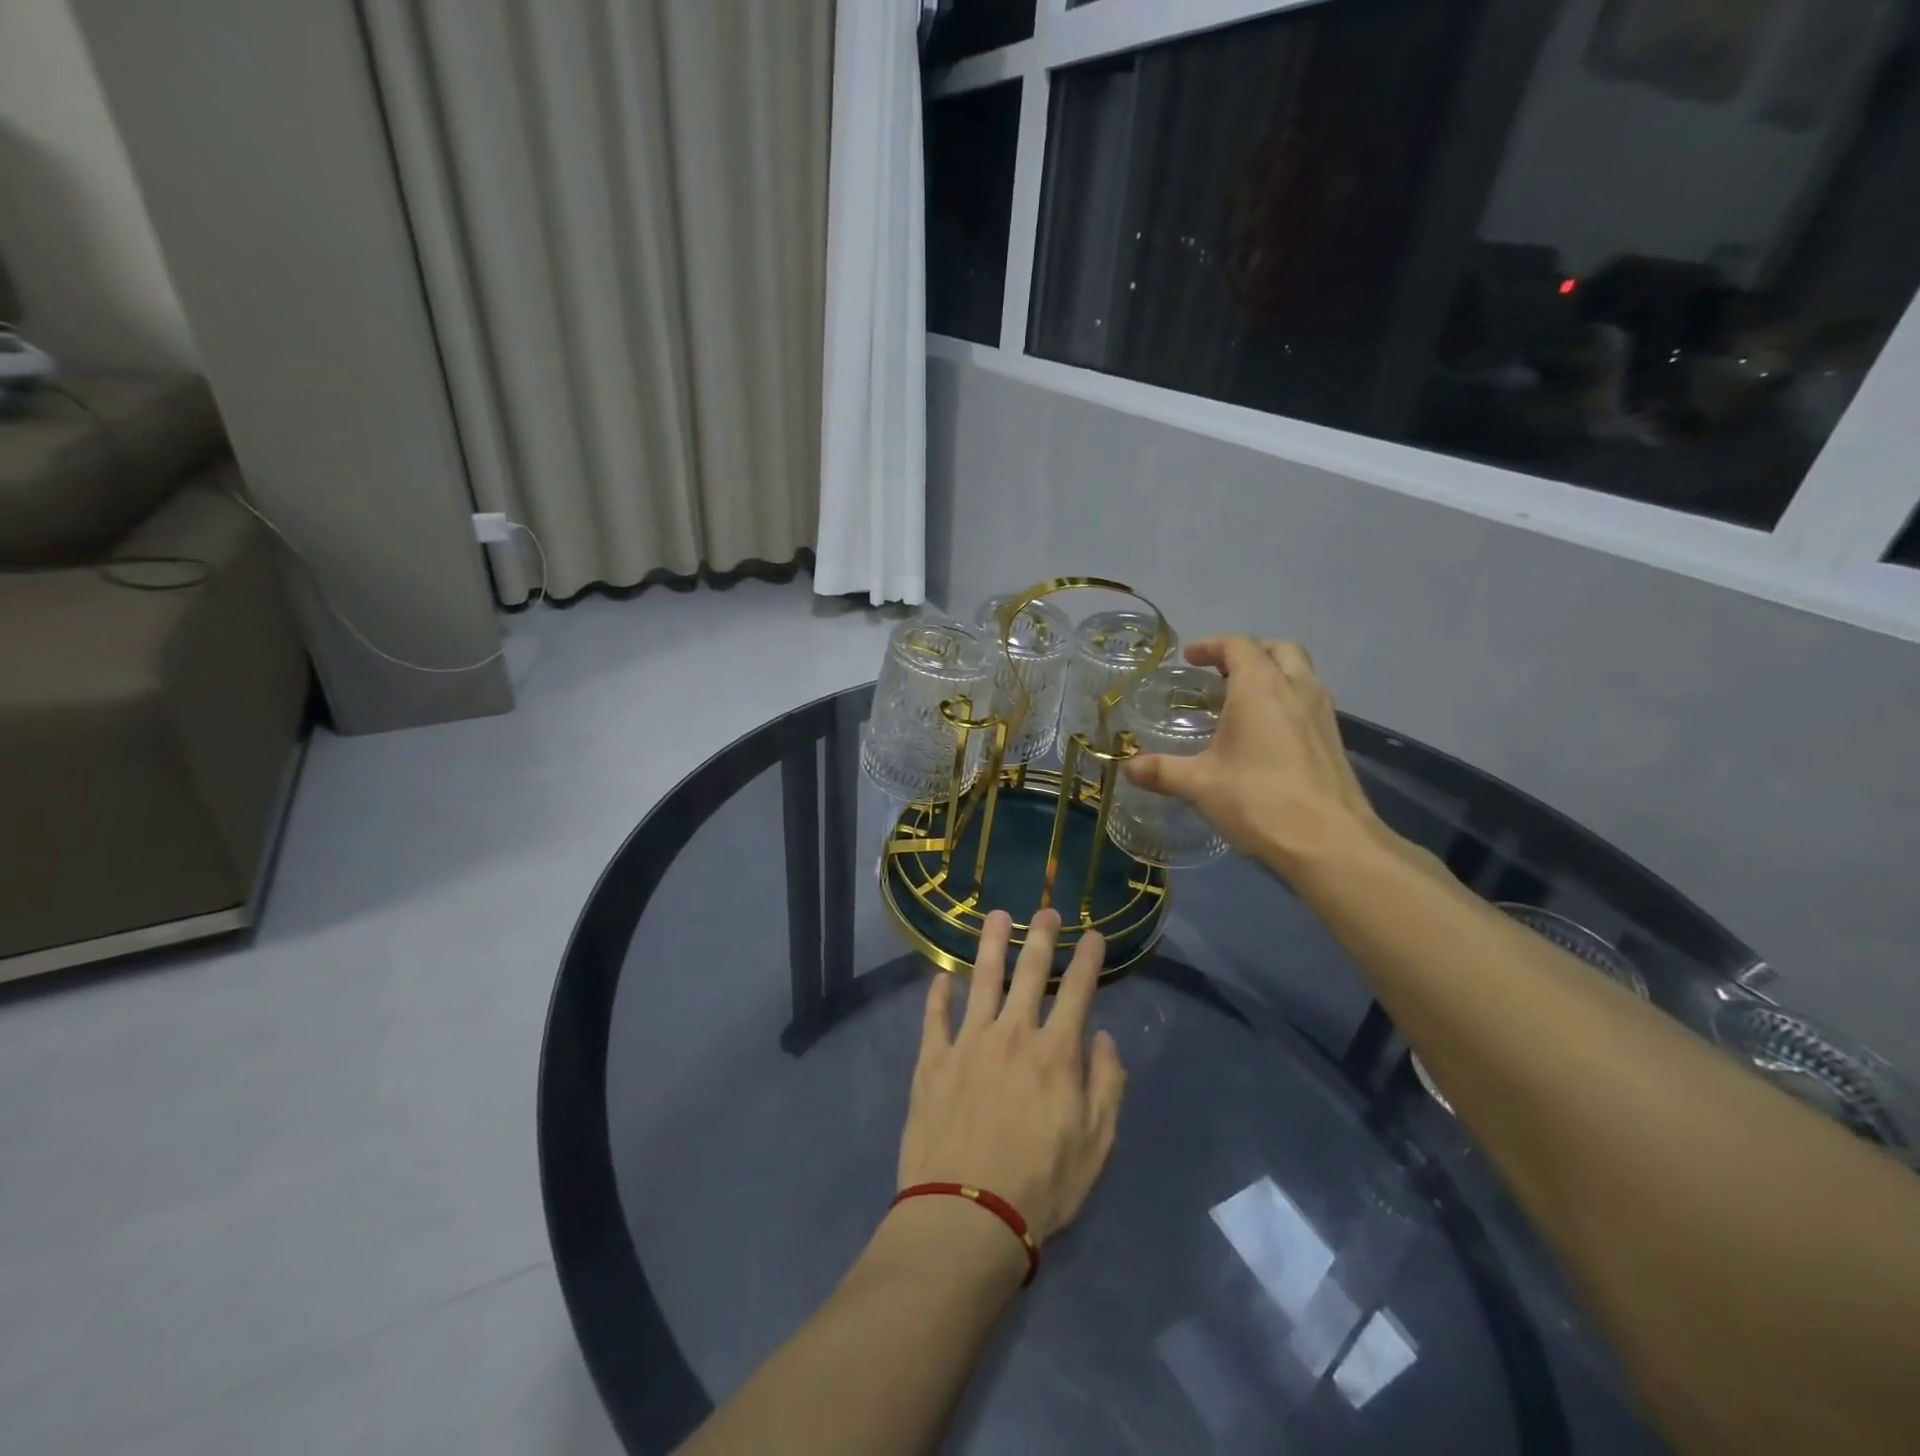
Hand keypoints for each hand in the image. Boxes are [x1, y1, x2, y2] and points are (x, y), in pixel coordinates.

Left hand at [898, 909, 1125, 1244]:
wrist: (967, 1214)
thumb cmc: (1041, 1185)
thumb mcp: (1097, 1145)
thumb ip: (1106, 1086)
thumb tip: (1103, 1039)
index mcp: (1055, 1052)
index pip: (1078, 992)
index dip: (1088, 959)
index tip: (1094, 934)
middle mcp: (1012, 1034)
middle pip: (1029, 973)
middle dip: (1041, 937)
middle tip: (1046, 911)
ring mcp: (968, 1042)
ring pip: (981, 979)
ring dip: (990, 945)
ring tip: (996, 916)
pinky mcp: (932, 1060)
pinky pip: (935, 1017)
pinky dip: (938, 994)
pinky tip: (940, 978)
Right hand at [1125, 637, 1386, 875]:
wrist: (1329, 842)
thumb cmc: (1258, 800)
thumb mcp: (1200, 785)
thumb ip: (1162, 771)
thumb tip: (1129, 768)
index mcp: (1260, 688)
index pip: (1238, 646)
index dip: (1211, 646)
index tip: (1190, 658)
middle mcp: (1296, 689)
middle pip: (1278, 650)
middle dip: (1249, 653)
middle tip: (1222, 673)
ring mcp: (1322, 714)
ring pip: (1300, 673)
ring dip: (1273, 674)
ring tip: (1244, 700)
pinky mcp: (1335, 740)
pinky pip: (1310, 701)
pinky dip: (1288, 700)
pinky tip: (1268, 734)